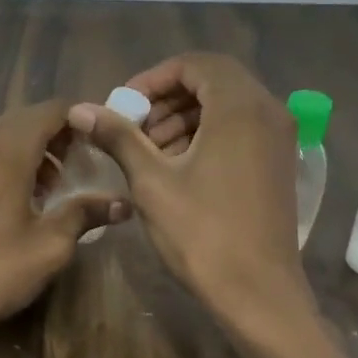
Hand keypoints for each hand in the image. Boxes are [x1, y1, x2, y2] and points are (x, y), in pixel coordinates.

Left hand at [0, 100, 128, 351]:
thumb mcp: (47, 247)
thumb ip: (84, 214)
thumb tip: (121, 203)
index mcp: (6, 145)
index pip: (54, 110)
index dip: (82, 123)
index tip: (100, 150)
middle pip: (26, 120)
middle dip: (56, 142)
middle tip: (76, 178)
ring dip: (28, 154)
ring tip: (45, 194)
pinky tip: (7, 201)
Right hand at [67, 54, 306, 324]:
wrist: (258, 293)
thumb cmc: (202, 234)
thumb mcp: (151, 182)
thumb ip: (118, 137)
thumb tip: (79, 108)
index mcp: (240, 107)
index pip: (195, 64)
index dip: (153, 78)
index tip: (124, 106)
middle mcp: (268, 113)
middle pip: (213, 82)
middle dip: (167, 100)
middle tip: (134, 129)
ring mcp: (279, 140)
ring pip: (226, 108)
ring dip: (184, 119)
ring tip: (149, 153)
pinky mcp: (278, 165)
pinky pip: (240, 131)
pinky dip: (206, 136)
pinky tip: (177, 169)